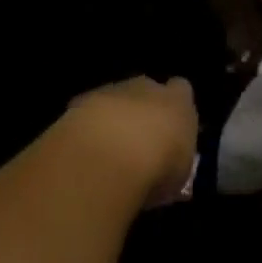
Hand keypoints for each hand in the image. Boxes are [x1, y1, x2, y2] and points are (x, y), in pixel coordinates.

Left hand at [65, 76, 198, 205]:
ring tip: (107, 150)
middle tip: (137, 141)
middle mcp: (146, 87)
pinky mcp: (79, 101)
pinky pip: (87, 112)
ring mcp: (111, 91)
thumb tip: (168, 168)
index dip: (175, 106)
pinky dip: (86, 127)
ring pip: (114, 98)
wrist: (108, 158)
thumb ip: (175, 162)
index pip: (181, 90)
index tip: (170, 127)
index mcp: (178, 101)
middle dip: (141, 110)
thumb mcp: (179, 175)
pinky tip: (83, 151)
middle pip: (145, 91)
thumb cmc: (158, 167)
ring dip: (112, 118)